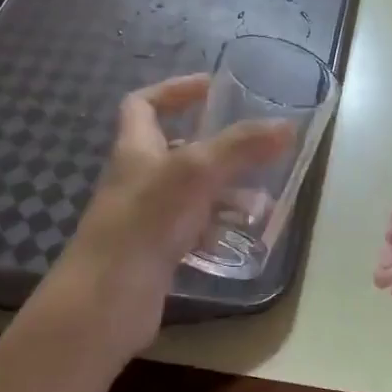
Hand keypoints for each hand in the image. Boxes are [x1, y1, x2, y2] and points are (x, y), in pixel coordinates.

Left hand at [44, 75, 292, 361]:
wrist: (105, 302)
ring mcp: (146, 217)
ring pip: (191, 192)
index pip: (143, 104)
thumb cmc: (145, 223)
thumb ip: (241, 146)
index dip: (174, 90)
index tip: (210, 88)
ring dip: (225, 191)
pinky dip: (220, 227)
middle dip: (216, 146)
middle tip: (254, 147)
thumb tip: (287, 126)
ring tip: (263, 199)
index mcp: (136, 149)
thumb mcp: (196, 172)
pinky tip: (246, 234)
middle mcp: (139, 178)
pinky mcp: (157, 252)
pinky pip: (194, 229)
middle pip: (175, 149)